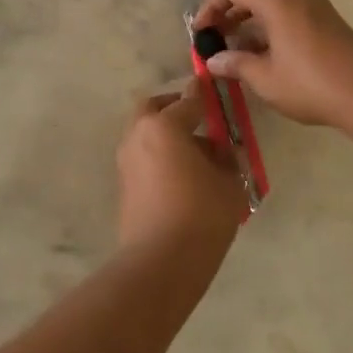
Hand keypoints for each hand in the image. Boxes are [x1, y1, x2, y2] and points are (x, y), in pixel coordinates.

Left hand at [115, 86, 246, 257]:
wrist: (160, 263)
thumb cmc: (201, 215)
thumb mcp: (229, 184)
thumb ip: (228, 159)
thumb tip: (224, 150)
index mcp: (164, 126)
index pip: (189, 100)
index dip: (205, 95)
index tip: (214, 89)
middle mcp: (139, 135)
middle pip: (154, 109)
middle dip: (174, 108)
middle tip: (198, 119)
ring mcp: (126, 161)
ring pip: (145, 133)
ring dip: (166, 134)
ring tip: (197, 156)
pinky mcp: (124, 185)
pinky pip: (143, 157)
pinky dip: (159, 156)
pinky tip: (183, 177)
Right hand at [193, 0, 352, 127]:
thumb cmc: (310, 83)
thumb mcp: (265, 78)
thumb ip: (235, 64)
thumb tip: (213, 60)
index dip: (210, 5)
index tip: (201, 31)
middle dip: (229, 15)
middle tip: (214, 41)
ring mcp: (315, 6)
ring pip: (272, 4)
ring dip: (250, 24)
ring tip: (237, 54)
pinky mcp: (328, 21)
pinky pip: (290, 14)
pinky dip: (271, 28)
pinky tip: (265, 57)